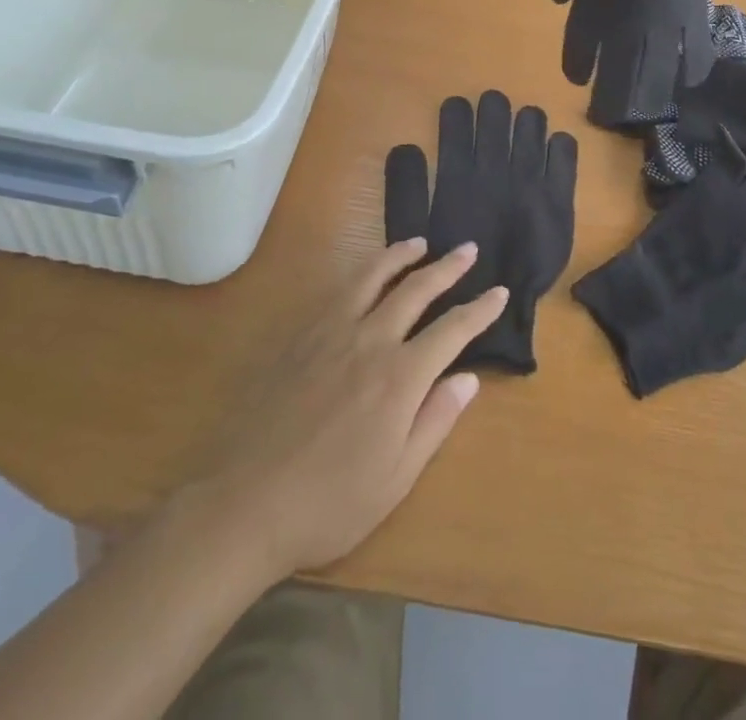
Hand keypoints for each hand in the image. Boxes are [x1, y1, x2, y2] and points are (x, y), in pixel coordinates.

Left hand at [190, 239, 507, 576]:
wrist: (246, 501)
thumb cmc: (330, 503)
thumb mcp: (396, 478)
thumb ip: (434, 421)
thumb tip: (468, 378)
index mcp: (400, 377)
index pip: (452, 330)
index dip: (480, 309)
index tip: (499, 292)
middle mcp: (370, 340)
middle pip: (417, 289)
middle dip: (448, 267)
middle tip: (468, 249)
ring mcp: (331, 332)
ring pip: (373, 276)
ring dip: (401, 255)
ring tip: (419, 242)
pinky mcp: (301, 335)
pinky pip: (338, 289)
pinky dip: (362, 271)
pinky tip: (365, 273)